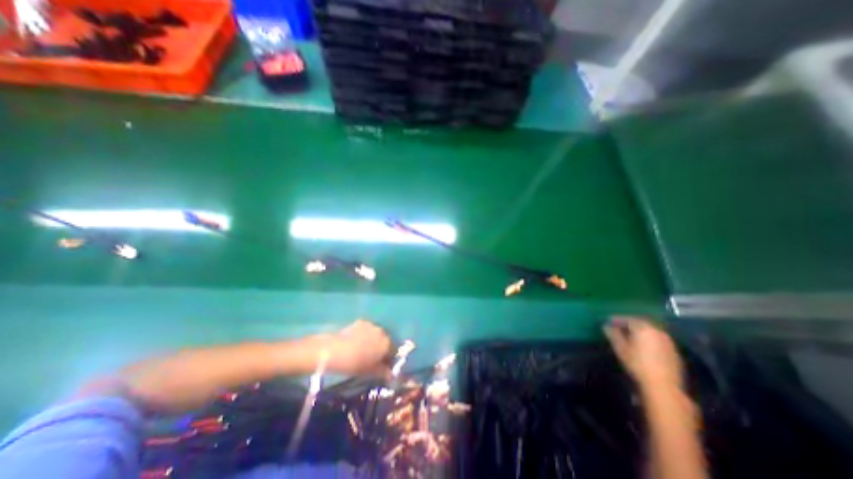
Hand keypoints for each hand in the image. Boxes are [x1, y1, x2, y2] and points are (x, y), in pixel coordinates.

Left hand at [323, 321, 390, 375]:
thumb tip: (391, 374)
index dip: (389, 360)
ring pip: (377, 334)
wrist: (335, 350)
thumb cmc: (355, 363)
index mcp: (387, 344)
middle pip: (385, 341)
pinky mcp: (362, 321)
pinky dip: (365, 334)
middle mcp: (382, 332)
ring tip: (363, 349)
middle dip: (381, 348)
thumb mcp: (370, 371)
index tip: (383, 366)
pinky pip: (367, 329)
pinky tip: (356, 341)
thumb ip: (383, 372)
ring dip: (374, 340)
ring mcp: (372, 325)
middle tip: (372, 358)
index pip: (393, 352)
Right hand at [602, 316, 683, 389]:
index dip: (616, 319)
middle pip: (640, 323)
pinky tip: (643, 345)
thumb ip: (613, 334)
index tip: (608, 321)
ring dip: (639, 331)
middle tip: (618, 326)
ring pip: (650, 330)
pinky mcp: (674, 351)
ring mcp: (668, 341)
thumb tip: (606, 326)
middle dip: (628, 323)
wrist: (664, 386)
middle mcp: (657, 331)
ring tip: (630, 335)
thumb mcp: (620, 348)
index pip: (627, 319)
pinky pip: (657, 339)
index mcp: (643, 328)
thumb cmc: (637, 364)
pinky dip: (648, 338)